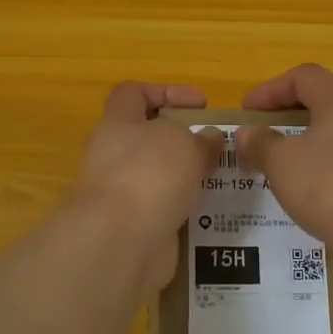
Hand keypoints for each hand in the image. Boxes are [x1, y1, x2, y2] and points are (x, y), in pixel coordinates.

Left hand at [74, 83, 221, 282]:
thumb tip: (210, 139)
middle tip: (215, 147)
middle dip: (182, 140)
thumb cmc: (150, 174)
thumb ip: (201, 139)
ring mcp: (120, 194)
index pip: (133, 94)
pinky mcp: (132, 226)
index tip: (200, 104)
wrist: (121, 242)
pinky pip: (163, 209)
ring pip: (157, 176)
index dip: (166, 92)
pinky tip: (210, 211)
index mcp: (118, 124)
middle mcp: (112, 156)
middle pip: (147, 138)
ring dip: (186, 177)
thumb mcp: (185, 143)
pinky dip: (184, 209)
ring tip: (220, 179)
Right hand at [235, 64, 332, 245]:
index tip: (248, 112)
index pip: (303, 77)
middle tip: (274, 130)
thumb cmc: (328, 185)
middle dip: (297, 110)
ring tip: (300, 156)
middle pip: (329, 97)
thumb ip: (260, 143)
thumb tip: (247, 133)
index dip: (271, 89)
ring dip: (321, 134)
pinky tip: (323, 183)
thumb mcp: (281, 163)